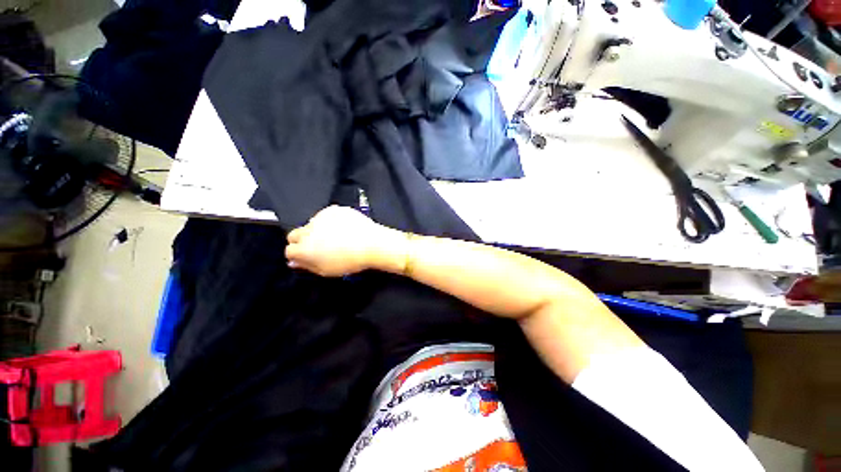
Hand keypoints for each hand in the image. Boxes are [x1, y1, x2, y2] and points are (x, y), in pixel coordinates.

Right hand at [285, 206, 406, 276]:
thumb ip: (307, 266)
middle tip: (319, 246)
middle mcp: (308, 230)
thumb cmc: (350, 261)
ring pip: (311, 224)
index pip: (289, 250)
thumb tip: (293, 262)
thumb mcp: (326, 270)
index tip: (308, 257)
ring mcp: (321, 217)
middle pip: (295, 234)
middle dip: (302, 241)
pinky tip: (343, 227)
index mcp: (304, 248)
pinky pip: (326, 215)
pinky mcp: (333, 209)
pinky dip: (330, 221)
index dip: (298, 255)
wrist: (372, 243)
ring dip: (317, 230)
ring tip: (336, 236)